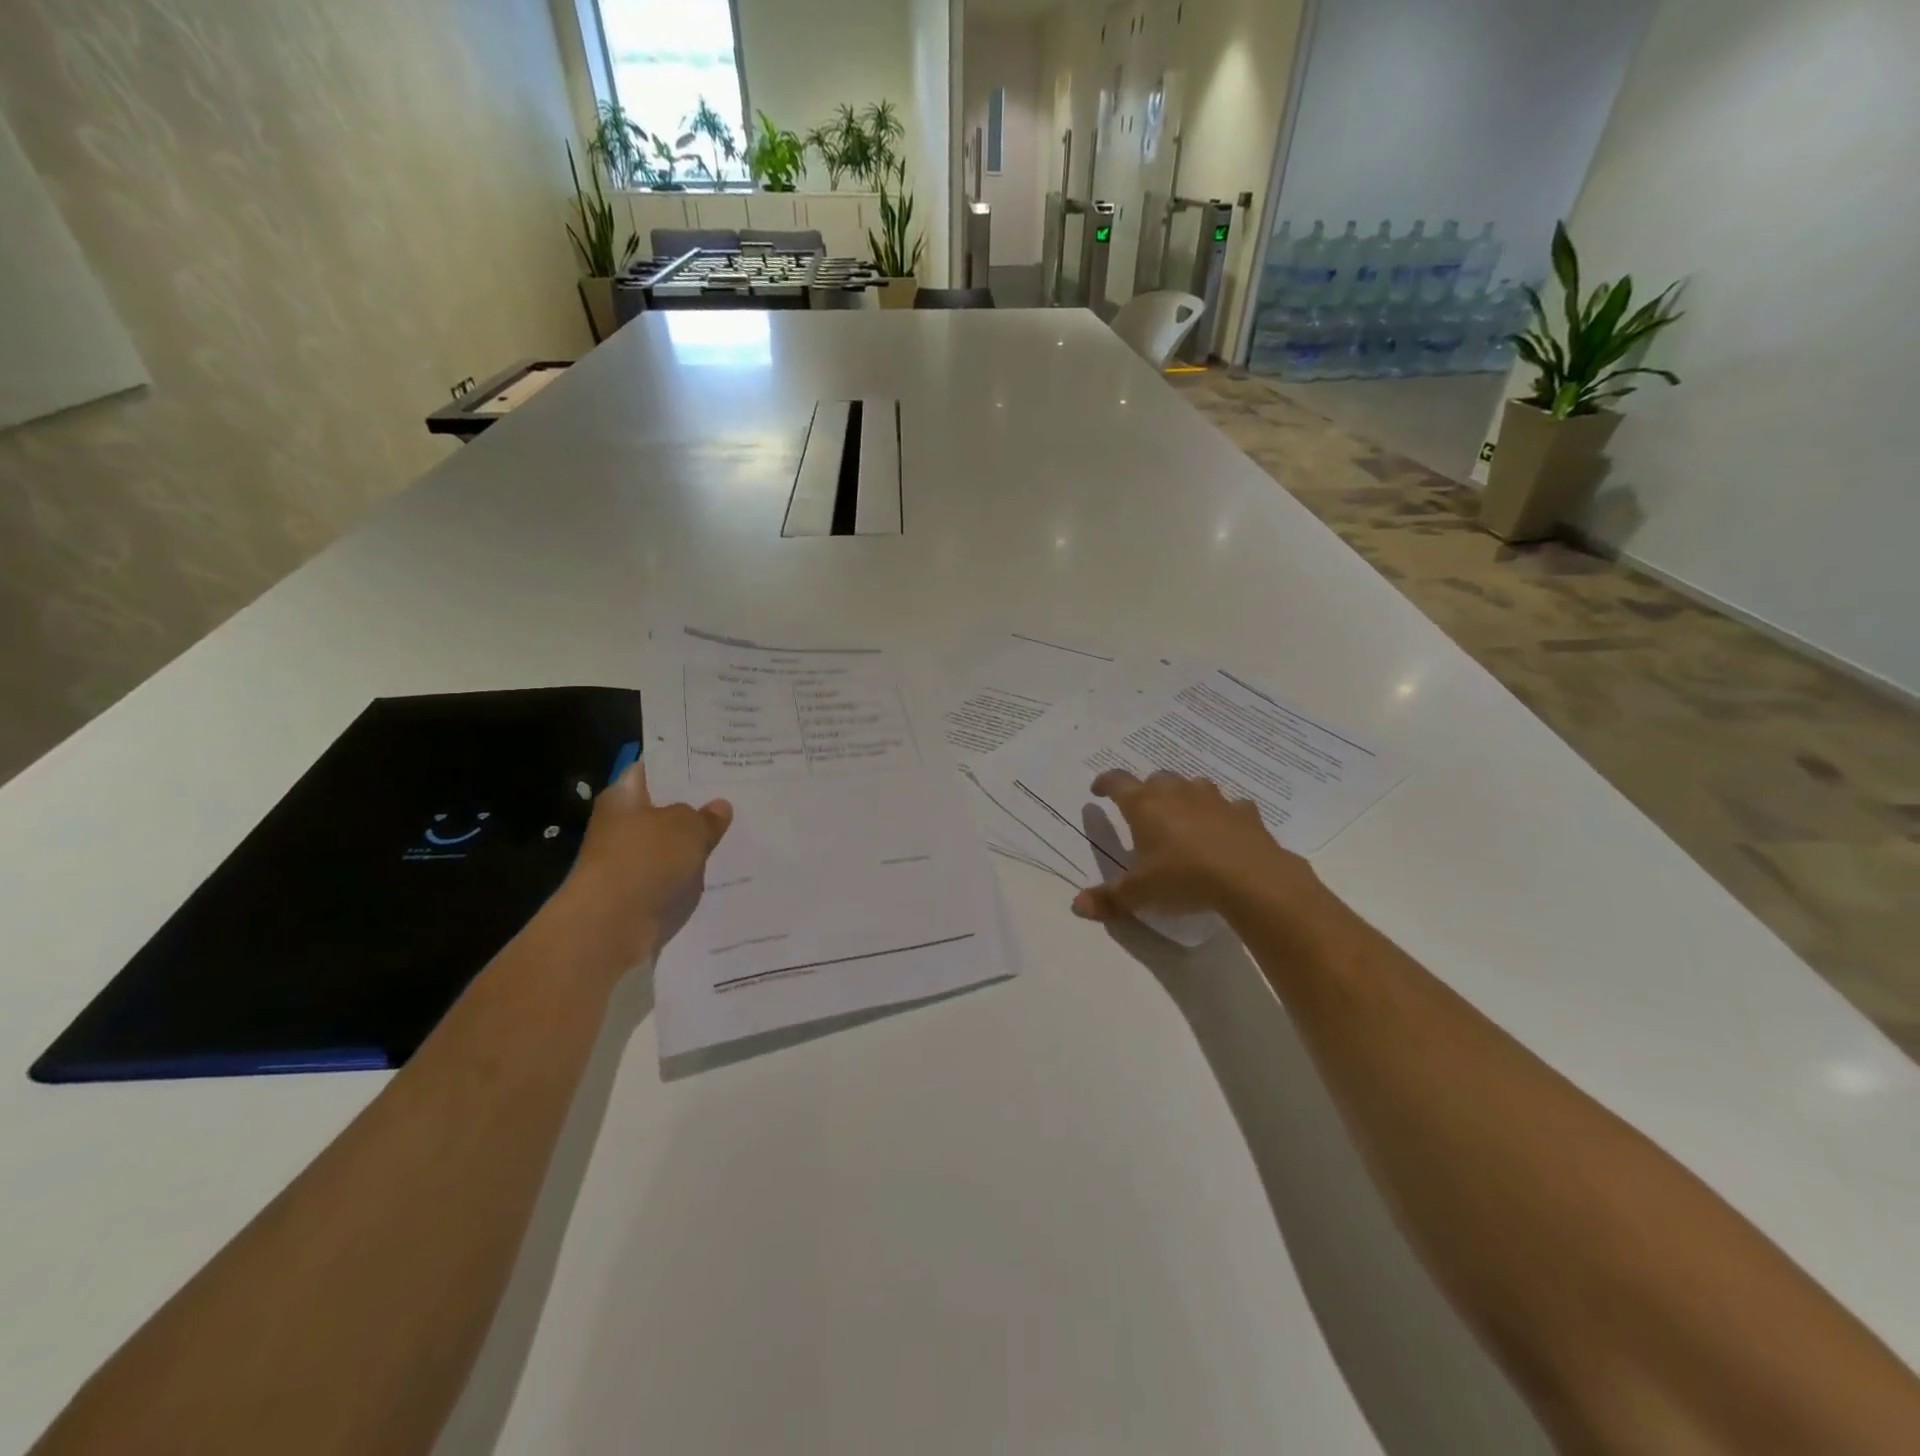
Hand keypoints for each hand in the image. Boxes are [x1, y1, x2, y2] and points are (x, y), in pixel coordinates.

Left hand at [553, 761, 732, 968]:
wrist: (612, 927)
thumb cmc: (645, 861)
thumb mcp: (687, 827)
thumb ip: (706, 815)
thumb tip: (718, 807)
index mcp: (623, 796)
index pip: (653, 769)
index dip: (683, 764)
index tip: (716, 761)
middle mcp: (622, 825)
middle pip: (664, 808)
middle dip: (696, 804)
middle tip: (738, 793)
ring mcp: (630, 861)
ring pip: (672, 843)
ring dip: (697, 841)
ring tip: (740, 828)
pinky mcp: (641, 893)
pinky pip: (674, 874)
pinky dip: (693, 871)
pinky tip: (725, 866)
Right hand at [1070, 770, 1315, 924]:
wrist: (1250, 878)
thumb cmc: (1184, 877)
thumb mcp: (1140, 893)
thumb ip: (1109, 898)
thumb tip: (1077, 905)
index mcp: (1144, 805)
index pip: (1117, 782)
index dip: (1105, 783)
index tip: (1098, 791)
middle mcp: (1176, 793)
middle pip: (1156, 779)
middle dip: (1147, 791)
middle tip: (1143, 812)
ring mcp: (1213, 799)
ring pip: (1193, 786)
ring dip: (1184, 797)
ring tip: (1182, 817)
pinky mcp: (1244, 812)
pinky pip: (1229, 806)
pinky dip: (1222, 815)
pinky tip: (1224, 831)